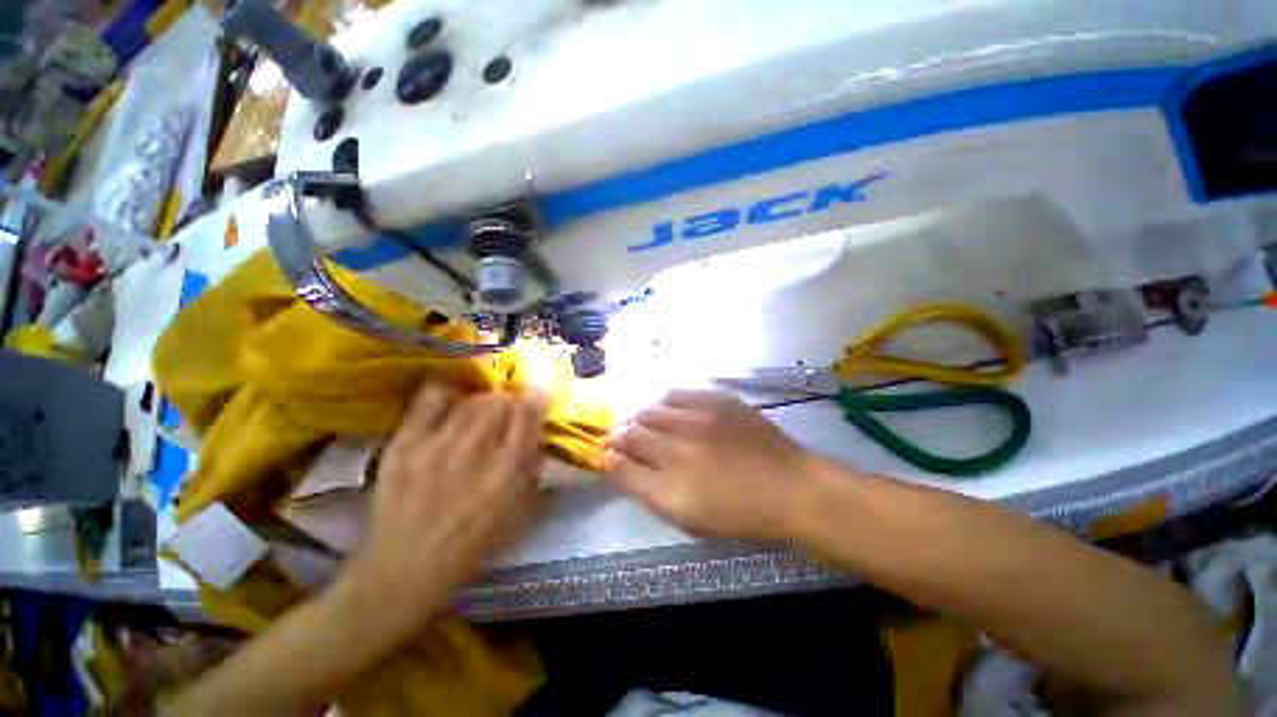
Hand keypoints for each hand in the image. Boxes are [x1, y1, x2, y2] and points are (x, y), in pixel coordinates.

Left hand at [342, 383, 546, 628]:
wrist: (405, 568)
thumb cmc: (471, 546)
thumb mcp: (517, 514)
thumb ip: (532, 471)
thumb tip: (538, 438)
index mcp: (506, 470)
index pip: (528, 414)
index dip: (536, 400)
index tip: (536, 398)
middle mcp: (475, 450)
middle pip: (500, 401)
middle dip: (510, 401)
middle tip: (508, 409)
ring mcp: (436, 445)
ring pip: (470, 400)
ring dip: (484, 400)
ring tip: (481, 409)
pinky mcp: (404, 445)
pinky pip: (430, 401)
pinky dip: (446, 395)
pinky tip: (450, 403)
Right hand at [603, 390, 826, 541]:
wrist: (791, 488)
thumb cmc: (738, 513)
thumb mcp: (686, 516)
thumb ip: (644, 489)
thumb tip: (613, 462)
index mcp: (670, 484)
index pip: (622, 461)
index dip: (610, 454)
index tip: (608, 452)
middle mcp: (680, 446)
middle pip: (633, 431)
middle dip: (621, 434)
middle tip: (624, 438)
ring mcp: (700, 418)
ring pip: (653, 409)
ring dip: (642, 416)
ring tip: (645, 422)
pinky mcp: (719, 401)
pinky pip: (680, 393)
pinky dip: (667, 402)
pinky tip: (671, 409)